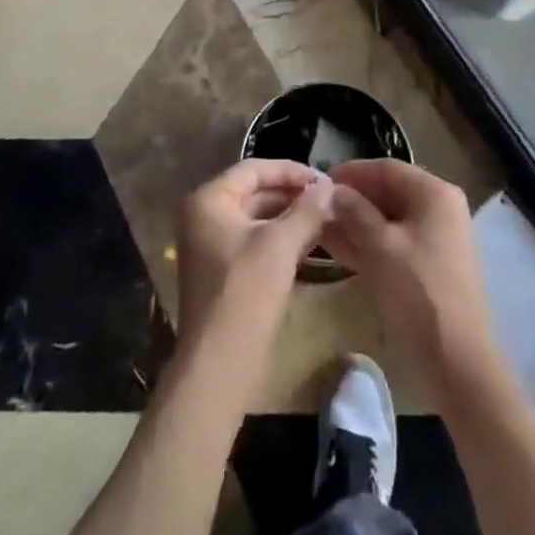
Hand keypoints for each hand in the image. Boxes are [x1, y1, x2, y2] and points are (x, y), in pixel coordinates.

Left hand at [176, 159, 332, 351]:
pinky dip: (281, 240)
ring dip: (290, 218)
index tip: (324, 178)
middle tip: (330, 198)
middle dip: (293, 195)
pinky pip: (255, 242)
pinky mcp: (223, 272)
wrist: (219, 364)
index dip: (290, 171)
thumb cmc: (245, 292)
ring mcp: (211, 245)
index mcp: (209, 200)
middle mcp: (204, 216)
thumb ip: (306, 210)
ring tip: (327, 218)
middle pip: (255, 192)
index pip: (254, 170)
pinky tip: (311, 243)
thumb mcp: (280, 245)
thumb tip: (329, 186)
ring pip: (257, 219)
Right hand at [322, 160, 498, 394]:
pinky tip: (338, 249)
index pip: (385, 168)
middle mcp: (439, 208)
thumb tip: (331, 190)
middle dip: (351, 199)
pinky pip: (394, 242)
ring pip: (388, 219)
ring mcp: (437, 238)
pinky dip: (368, 243)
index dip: (350, 173)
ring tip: (319, 228)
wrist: (458, 362)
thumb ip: (354, 212)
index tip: (318, 182)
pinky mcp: (430, 265)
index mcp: (434, 193)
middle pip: (388, 192)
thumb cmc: (418, 293)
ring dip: (355, 222)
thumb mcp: (380, 247)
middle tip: (316, 208)